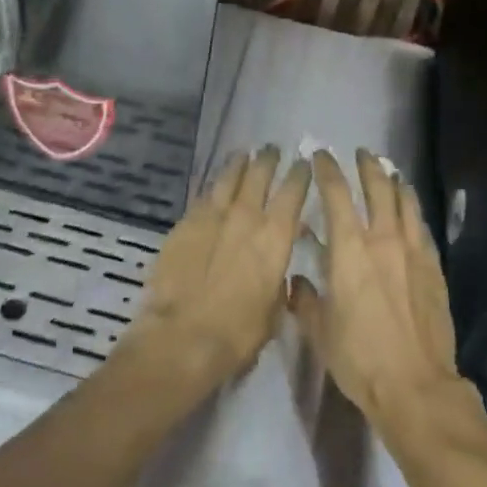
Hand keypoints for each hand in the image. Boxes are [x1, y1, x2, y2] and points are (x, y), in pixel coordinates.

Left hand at [122, 146, 310, 395]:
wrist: (183, 336)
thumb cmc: (238, 333)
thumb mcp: (274, 309)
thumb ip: (279, 280)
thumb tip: (278, 265)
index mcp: (276, 236)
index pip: (294, 192)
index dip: (300, 174)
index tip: (303, 163)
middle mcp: (246, 216)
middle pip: (260, 174)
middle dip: (268, 159)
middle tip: (271, 150)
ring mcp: (212, 215)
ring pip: (228, 177)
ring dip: (238, 164)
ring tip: (243, 154)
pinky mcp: (185, 223)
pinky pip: (203, 196)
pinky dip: (213, 188)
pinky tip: (214, 187)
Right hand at [291, 151, 463, 435]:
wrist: (415, 386)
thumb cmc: (359, 359)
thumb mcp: (320, 332)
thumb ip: (305, 299)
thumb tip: (297, 280)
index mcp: (348, 249)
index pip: (335, 194)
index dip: (326, 170)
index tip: (320, 156)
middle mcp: (382, 239)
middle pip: (377, 187)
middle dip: (367, 166)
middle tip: (362, 153)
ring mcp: (413, 251)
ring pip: (405, 202)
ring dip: (395, 181)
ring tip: (389, 171)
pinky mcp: (434, 267)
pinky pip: (422, 227)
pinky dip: (413, 210)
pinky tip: (411, 209)